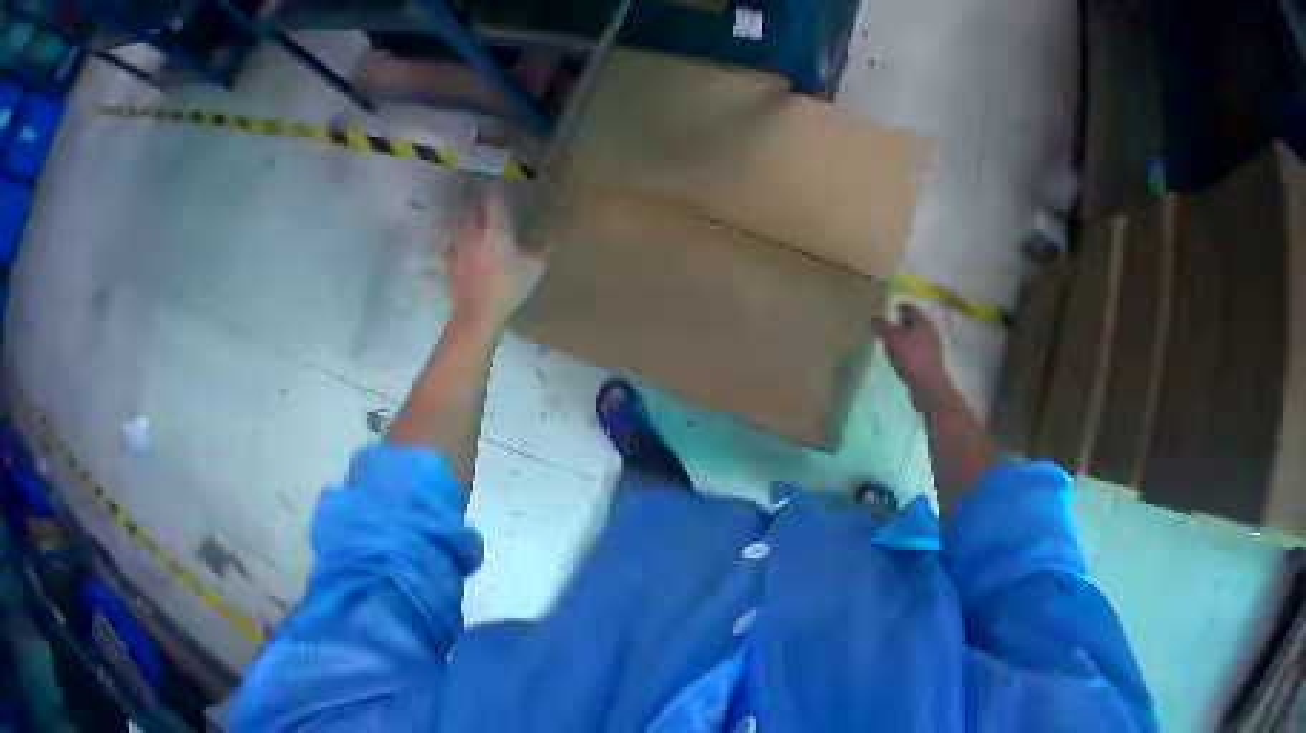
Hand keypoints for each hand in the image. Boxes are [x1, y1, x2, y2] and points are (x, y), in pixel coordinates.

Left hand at [444, 189, 546, 331]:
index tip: (499, 182)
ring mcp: (458, 247)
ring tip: (461, 211)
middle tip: (476, 192)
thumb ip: (540, 247)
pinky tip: (448, 238)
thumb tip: (547, 233)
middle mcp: (474, 232)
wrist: (478, 313)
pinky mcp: (449, 262)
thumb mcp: (535, 267)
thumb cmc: (509, 287)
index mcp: (496, 229)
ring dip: (459, 215)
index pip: (494, 199)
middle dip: (474, 198)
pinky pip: (446, 245)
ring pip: (455, 223)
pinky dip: (448, 238)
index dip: (496, 188)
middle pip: (470, 208)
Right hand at [873, 303, 952, 409]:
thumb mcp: (894, 340)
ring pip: (912, 339)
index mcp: (923, 323)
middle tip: (884, 328)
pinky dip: (904, 354)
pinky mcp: (928, 364)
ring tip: (888, 346)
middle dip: (898, 325)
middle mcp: (929, 333)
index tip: (885, 309)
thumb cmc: (913, 359)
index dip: (897, 307)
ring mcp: (930, 349)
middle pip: (911, 324)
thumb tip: (873, 319)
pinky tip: (897, 362)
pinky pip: (913, 354)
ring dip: (901, 341)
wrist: (929, 388)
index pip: (909, 308)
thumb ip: (882, 328)